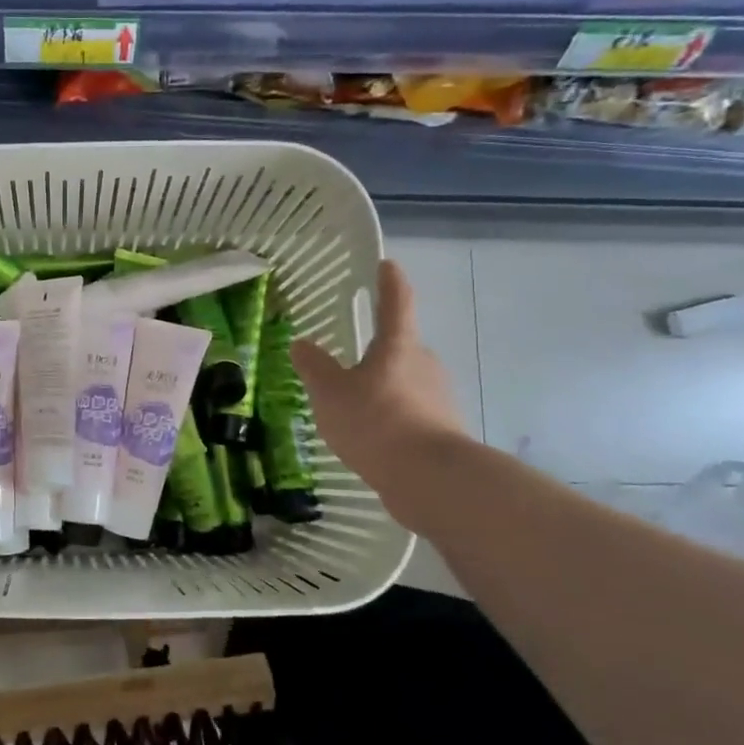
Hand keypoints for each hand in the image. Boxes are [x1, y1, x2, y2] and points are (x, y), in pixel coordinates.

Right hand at [290, 260, 469, 517]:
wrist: (430, 479)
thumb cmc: (376, 422)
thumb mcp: (330, 394)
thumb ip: (314, 367)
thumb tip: (301, 343)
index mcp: (398, 346)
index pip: (396, 303)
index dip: (389, 282)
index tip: (386, 265)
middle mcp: (424, 364)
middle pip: (402, 347)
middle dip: (380, 349)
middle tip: (351, 357)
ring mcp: (438, 398)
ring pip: (406, 382)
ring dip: (383, 387)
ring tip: (353, 405)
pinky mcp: (442, 430)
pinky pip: (410, 413)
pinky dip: (391, 417)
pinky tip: (371, 437)